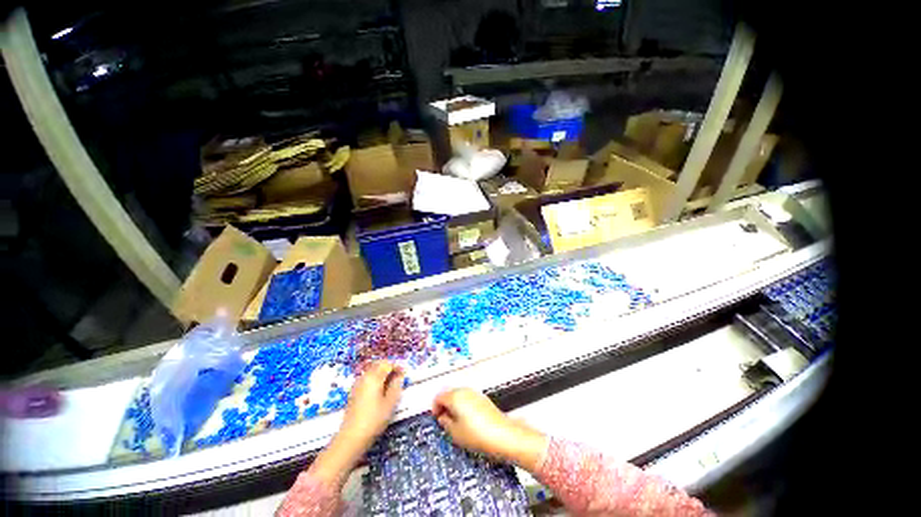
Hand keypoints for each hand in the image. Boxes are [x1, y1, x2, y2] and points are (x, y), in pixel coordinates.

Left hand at [311, 361, 404, 483]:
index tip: (404, 372)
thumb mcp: (390, 403)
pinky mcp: (354, 391)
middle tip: (398, 374)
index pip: (387, 364)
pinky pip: (366, 377)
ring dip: (381, 371)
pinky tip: (379, 389)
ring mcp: (357, 384)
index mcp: (374, 377)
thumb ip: (396, 386)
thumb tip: (399, 376)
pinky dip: (374, 377)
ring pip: (371, 370)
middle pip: (378, 364)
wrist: (351, 437)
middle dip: (389, 366)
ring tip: (390, 382)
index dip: (397, 366)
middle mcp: (364, 377)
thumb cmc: (374, 420)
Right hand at [432, 388, 547, 471]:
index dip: (435, 408)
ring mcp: (475, 393)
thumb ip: (445, 423)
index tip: (437, 419)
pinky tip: (468, 421)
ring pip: (459, 395)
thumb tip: (443, 417)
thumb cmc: (477, 434)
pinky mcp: (483, 398)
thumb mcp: (455, 433)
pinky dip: (464, 406)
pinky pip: (468, 398)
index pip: (438, 397)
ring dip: (454, 406)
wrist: (502, 435)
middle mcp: (464, 390)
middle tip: (445, 422)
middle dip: (445, 406)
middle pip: (449, 394)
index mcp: (455, 396)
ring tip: (456, 423)